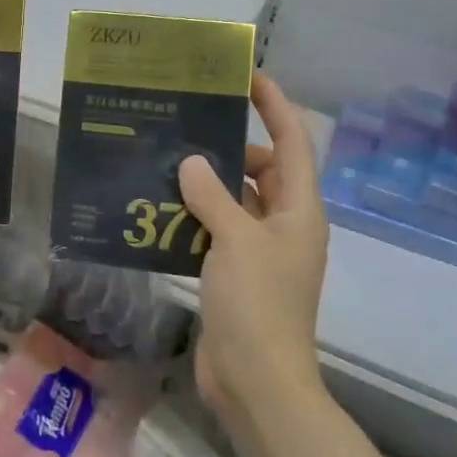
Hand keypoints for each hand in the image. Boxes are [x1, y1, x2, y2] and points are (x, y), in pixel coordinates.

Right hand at [178, 72, 330, 431]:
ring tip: (165, 160)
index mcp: (299, 211)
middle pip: (263, 170)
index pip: (293, 143)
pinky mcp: (233, 273)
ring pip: (234, 201)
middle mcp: (284, 225)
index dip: (275, 106)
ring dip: (206, 183)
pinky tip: (157, 209)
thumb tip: (192, 162)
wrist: (256, 380)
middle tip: (188, 124)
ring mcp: (259, 252)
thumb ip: (214, 197)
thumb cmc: (258, 304)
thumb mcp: (237, 241)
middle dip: (231, 146)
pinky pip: (214, 231)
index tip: (247, 76)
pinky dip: (192, 217)